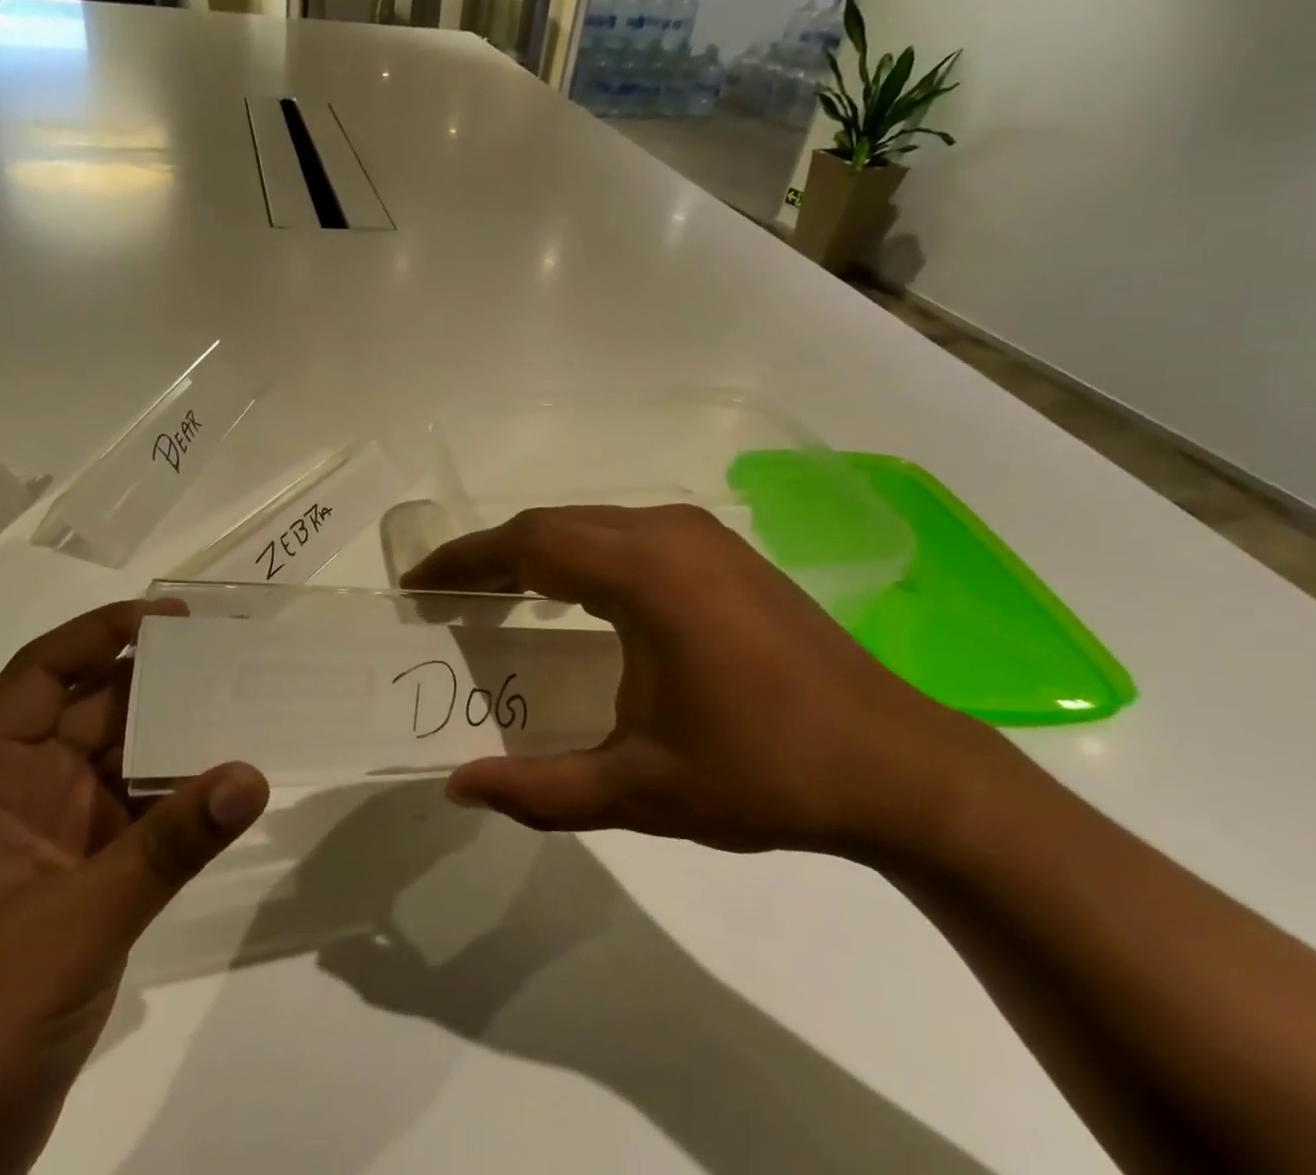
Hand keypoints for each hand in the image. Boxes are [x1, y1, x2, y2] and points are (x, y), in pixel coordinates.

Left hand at [0, 600, 268, 1174]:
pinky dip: (182, 798)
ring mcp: (51, 839)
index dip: (102, 633)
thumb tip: (252, 774)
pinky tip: (231, 788)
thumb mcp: (77, 920)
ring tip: (248, 710)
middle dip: (160, 682)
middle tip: (234, 658)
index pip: (42, 674)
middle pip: (93, 711)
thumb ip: (170, 844)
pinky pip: (141, 815)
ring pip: (123, 762)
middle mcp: (18, 794)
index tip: (174, 620)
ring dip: (179, 740)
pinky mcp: (81, 881)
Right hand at [402, 504, 1001, 860]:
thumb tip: (457, 788)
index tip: (417, 584)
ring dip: (536, 552)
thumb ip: (540, 791)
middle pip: (555, 524)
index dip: (465, 559)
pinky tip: (569, 595)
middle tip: (445, 594)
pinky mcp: (722, 551)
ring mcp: (701, 536)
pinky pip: (625, 534)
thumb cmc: (764, 773)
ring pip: (591, 524)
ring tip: (493, 595)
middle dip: (493, 555)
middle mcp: (668, 533)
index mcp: (646, 573)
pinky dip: (579, 555)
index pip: (530, 544)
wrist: (898, 767)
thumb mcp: (641, 790)